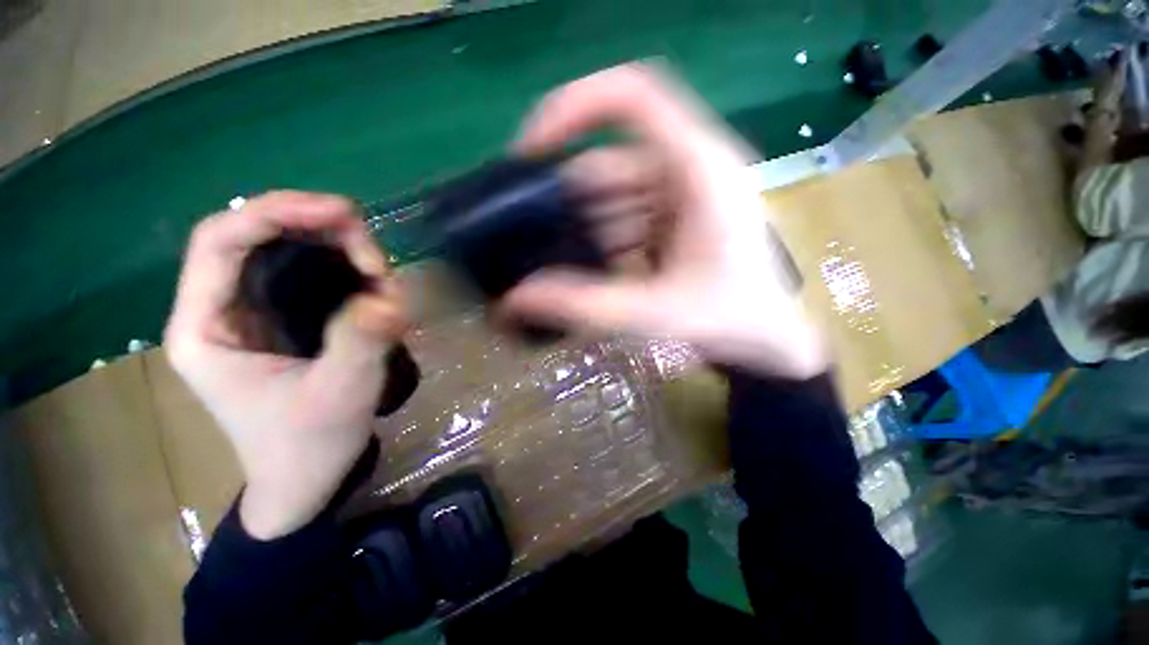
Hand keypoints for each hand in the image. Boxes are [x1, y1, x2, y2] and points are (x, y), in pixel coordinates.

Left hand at [165, 191, 407, 538]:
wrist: (307, 477)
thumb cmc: (308, 445)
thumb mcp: (338, 396)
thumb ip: (360, 342)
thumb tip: (388, 295)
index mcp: (205, 328)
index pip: (221, 242)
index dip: (275, 212)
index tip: (341, 212)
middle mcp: (221, 309)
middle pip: (260, 237)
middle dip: (321, 232)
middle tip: (376, 257)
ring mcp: (254, 312)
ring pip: (290, 251)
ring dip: (340, 250)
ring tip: (381, 274)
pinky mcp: (285, 319)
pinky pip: (311, 273)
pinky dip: (347, 268)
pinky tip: (374, 283)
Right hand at [503, 63, 827, 378]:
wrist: (769, 342)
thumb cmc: (729, 321)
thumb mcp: (652, 312)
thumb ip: (582, 305)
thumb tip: (514, 300)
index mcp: (698, 169)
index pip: (631, 98)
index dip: (573, 109)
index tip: (530, 151)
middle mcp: (689, 169)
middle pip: (609, 166)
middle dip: (570, 208)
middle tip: (533, 245)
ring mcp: (681, 194)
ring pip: (612, 197)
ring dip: (586, 234)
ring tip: (563, 271)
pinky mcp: (675, 217)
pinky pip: (625, 218)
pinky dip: (603, 242)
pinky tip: (596, 273)